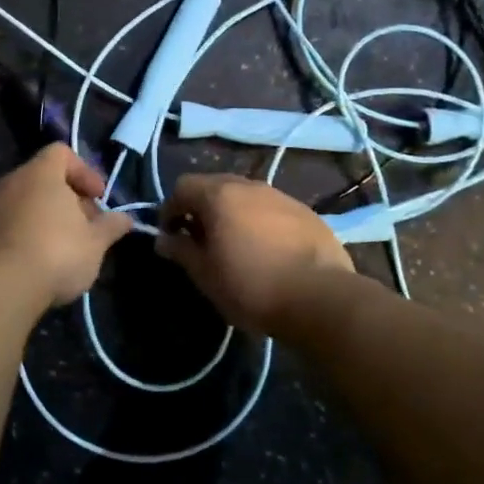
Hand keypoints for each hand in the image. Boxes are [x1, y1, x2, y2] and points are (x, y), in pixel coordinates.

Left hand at [0, 144, 134, 305]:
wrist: (1, 286)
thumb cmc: (57, 252)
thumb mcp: (95, 242)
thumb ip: (111, 226)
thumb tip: (125, 219)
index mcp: (40, 173)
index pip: (61, 153)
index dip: (84, 171)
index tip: (98, 197)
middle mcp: (11, 181)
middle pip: (43, 178)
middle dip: (68, 198)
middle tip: (86, 225)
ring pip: (25, 201)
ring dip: (46, 216)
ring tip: (65, 246)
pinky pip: (9, 222)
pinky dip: (26, 232)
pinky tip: (39, 260)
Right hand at [156, 175, 352, 328]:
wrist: (320, 298)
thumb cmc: (251, 286)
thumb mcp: (205, 274)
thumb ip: (181, 251)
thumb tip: (164, 239)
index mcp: (219, 195)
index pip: (182, 186)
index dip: (169, 209)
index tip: (170, 236)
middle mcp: (249, 186)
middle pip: (214, 185)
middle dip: (201, 208)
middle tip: (199, 240)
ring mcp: (281, 196)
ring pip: (245, 196)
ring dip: (232, 213)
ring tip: (234, 245)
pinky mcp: (306, 212)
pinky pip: (271, 209)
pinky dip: (259, 221)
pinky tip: (266, 250)